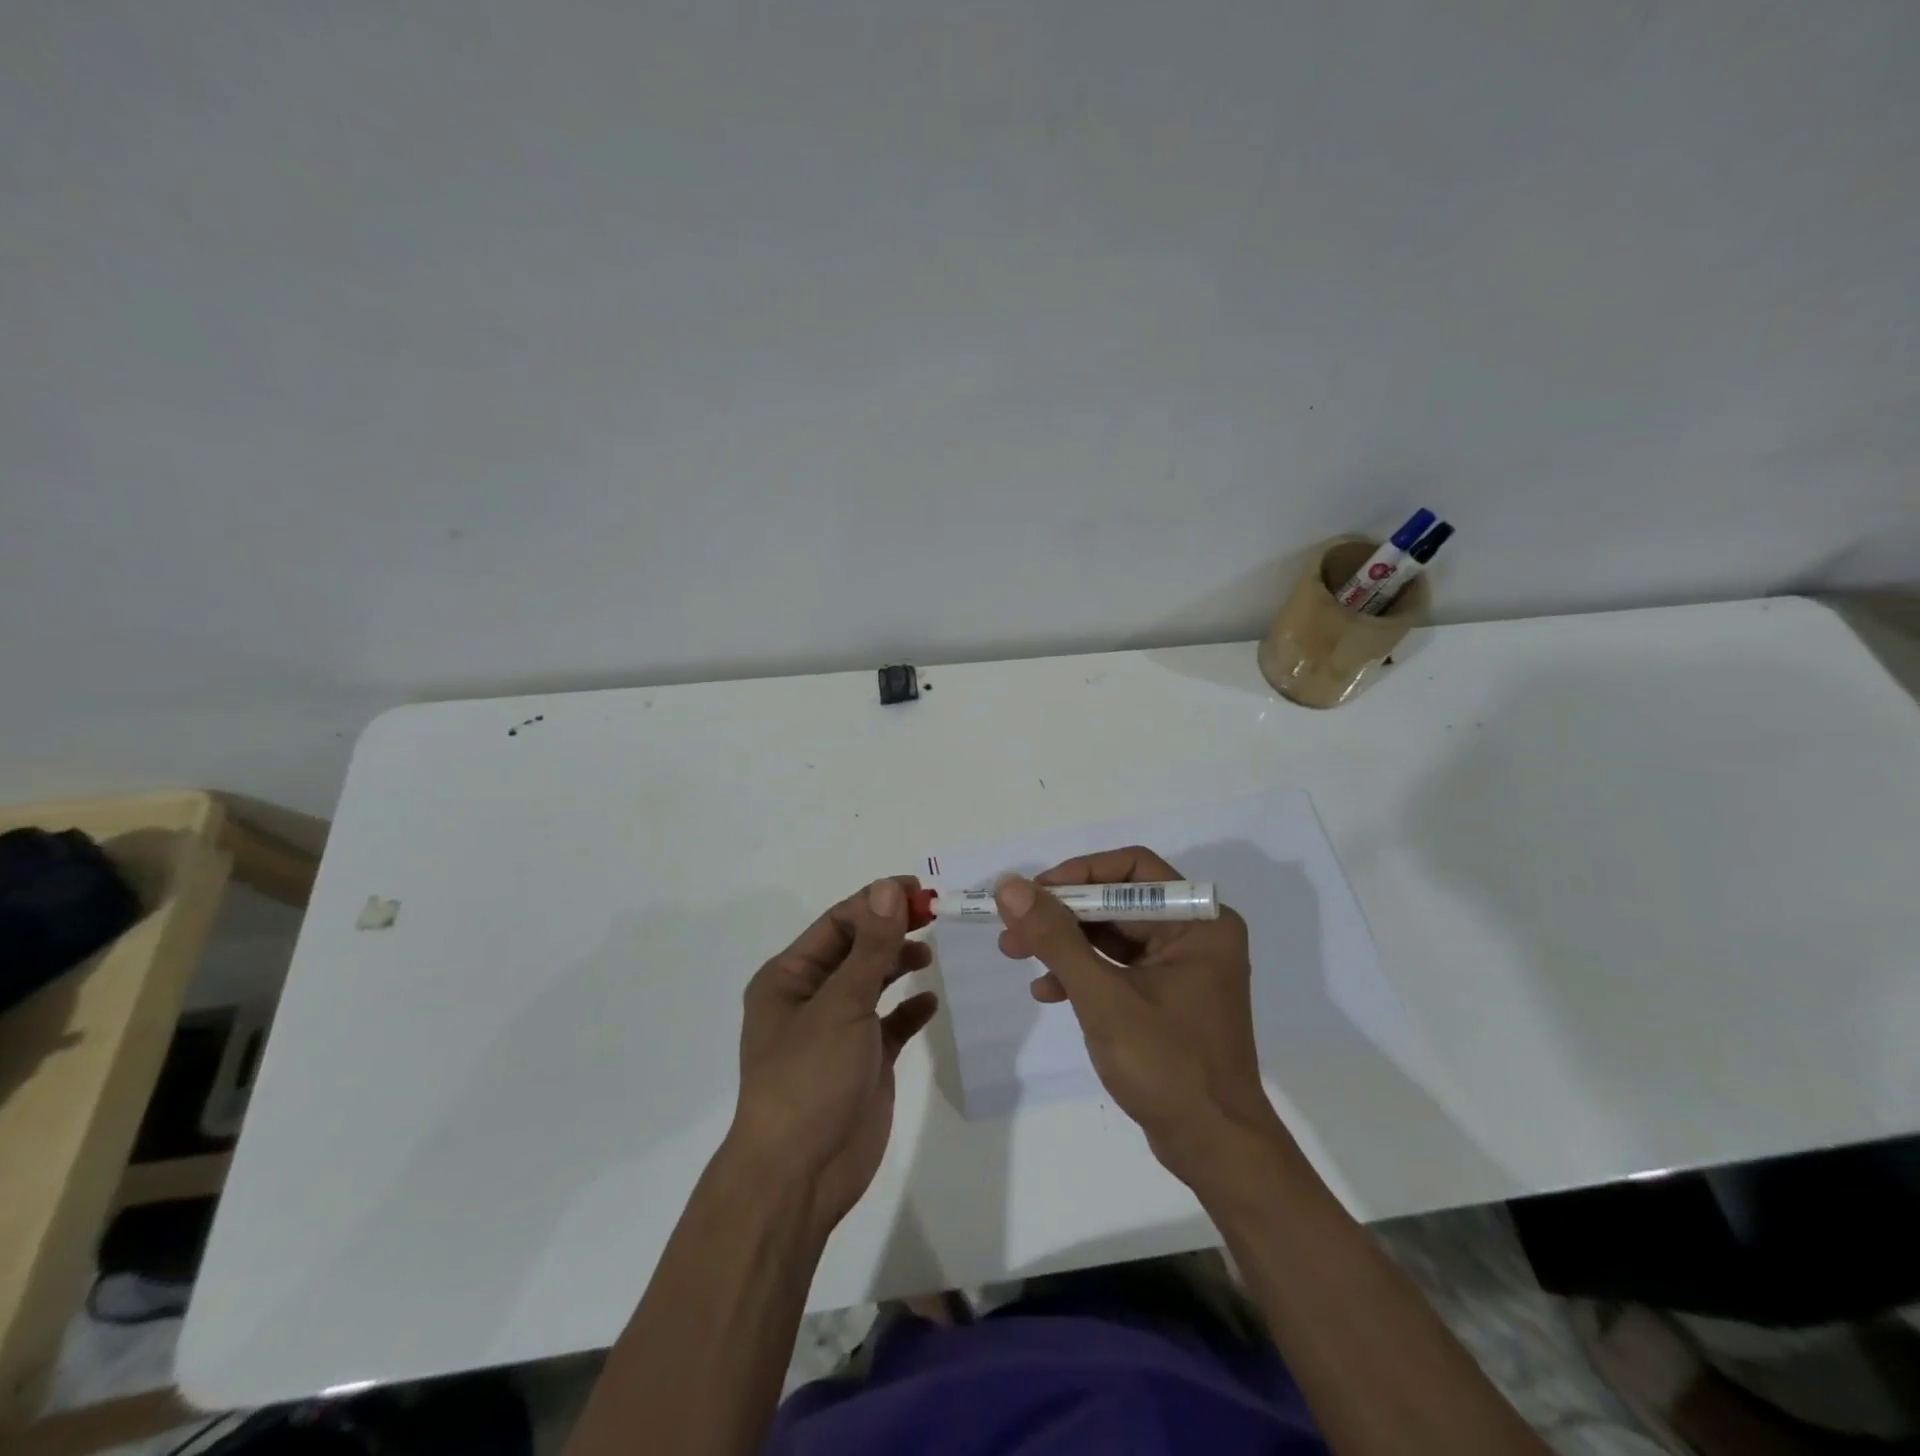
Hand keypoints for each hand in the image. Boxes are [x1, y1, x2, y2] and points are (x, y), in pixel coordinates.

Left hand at [729, 878, 938, 1238]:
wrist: (800, 1175)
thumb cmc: (809, 1078)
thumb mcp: (841, 1004)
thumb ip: (871, 947)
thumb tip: (889, 888)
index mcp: (790, 977)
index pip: (838, 923)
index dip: (877, 902)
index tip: (920, 891)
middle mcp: (811, 997)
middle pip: (857, 948)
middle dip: (892, 930)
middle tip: (935, 916)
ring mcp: (838, 1030)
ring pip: (873, 982)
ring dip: (899, 963)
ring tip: (929, 955)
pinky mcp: (863, 1061)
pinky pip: (890, 1023)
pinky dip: (909, 1009)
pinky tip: (929, 1004)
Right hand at [995, 846, 1286, 1185]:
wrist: (1215, 1149)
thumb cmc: (1167, 1066)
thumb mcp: (1102, 997)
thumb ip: (1055, 938)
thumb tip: (1010, 886)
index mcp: (1198, 921)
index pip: (1131, 869)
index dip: (1078, 874)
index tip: (1032, 894)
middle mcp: (1195, 933)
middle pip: (1117, 901)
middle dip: (1062, 915)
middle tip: (1012, 927)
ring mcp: (1182, 966)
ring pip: (1112, 934)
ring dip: (1065, 943)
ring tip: (1016, 954)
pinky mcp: (1168, 995)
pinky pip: (1118, 966)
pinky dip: (1082, 973)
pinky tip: (1047, 992)